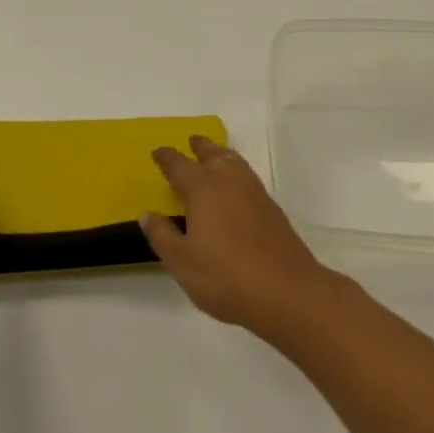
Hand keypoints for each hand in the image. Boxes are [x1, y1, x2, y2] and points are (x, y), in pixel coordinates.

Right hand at [140, 136, 341, 341]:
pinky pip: (248, 177)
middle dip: (201, 147)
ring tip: (214, 156)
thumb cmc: (225, 276)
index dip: (167, 158)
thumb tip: (148, 214)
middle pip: (213, 155)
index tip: (158, 151)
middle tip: (192, 141)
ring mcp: (254, 193)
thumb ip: (163, 235)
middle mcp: (229, 181)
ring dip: (221, 155)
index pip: (180, 166)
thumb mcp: (182, 261)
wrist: (285, 290)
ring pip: (234, 162)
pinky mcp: (271, 208)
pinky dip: (237, 172)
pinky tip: (236, 188)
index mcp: (203, 188)